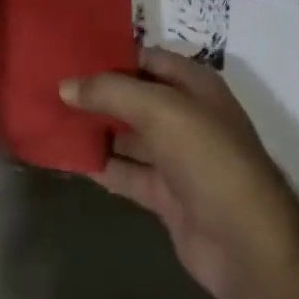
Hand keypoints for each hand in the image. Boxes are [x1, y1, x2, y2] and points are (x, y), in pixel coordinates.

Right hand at [62, 48, 298, 298]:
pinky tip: (70, 159)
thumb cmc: (208, 158)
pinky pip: (127, 172)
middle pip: (134, 96)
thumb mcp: (159, 110)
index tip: (68, 54)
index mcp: (193, 85)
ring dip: (96, 130)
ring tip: (52, 118)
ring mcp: (177, 158)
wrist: (248, 245)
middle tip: (51, 86)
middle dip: (97, 93)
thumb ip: (111, 92)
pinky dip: (102, 166)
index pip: (145, 58)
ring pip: (128, 135)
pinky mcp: (167, 196)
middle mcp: (186, 116)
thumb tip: (65, 85)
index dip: (110, 55)